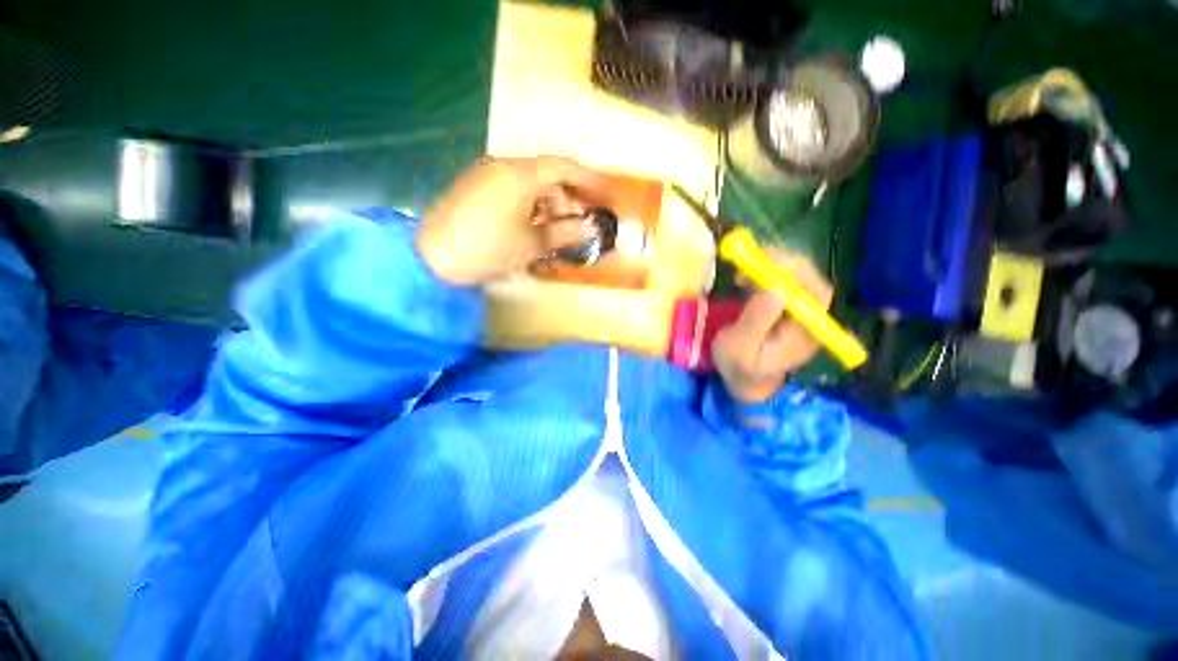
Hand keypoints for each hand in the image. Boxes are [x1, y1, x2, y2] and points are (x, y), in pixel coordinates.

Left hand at [417, 156, 612, 285]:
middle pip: (546, 174)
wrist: (430, 258)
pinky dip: (529, 205)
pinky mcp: (474, 188)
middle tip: (579, 223)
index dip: (589, 180)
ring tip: (556, 232)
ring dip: (548, 204)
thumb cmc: (488, 249)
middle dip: (567, 198)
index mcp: (519, 174)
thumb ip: (563, 233)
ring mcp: (485, 175)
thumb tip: (588, 228)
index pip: (564, 166)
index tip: (606, 195)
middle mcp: (502, 166)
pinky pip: (511, 190)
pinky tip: (531, 227)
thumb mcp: (531, 244)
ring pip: (529, 183)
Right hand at [713, 252, 833, 402]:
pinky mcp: (785, 310)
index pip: (815, 294)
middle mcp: (808, 320)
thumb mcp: (740, 348)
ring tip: (745, 267)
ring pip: (798, 280)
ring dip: (774, 266)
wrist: (744, 381)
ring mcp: (798, 314)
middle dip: (785, 264)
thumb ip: (756, 321)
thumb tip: (775, 289)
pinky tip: (748, 276)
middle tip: (754, 257)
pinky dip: (767, 274)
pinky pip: (784, 284)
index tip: (768, 261)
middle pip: (810, 282)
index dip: (797, 272)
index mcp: (804, 332)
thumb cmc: (739, 368)